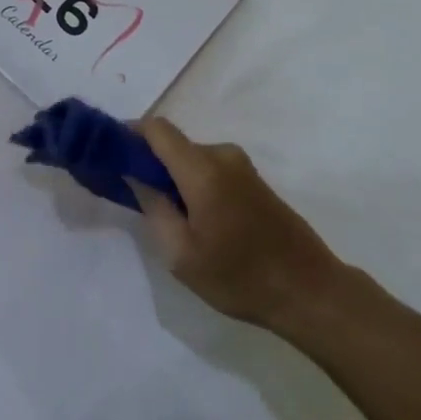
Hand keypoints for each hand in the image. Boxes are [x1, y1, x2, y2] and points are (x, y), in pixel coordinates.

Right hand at [130, 117, 346, 331]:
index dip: (130, 133)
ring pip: (192, 158)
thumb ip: (153, 208)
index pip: (156, 128)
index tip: (111, 155)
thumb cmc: (240, 277)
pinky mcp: (253, 180)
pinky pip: (211, 168)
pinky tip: (197, 221)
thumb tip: (135, 176)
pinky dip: (194, 183)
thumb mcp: (182, 255)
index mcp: (202, 168)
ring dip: (174, 177)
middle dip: (150, 163)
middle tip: (136, 199)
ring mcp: (241, 166)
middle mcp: (222, 155)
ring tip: (170, 220)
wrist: (309, 291)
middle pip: (174, 144)